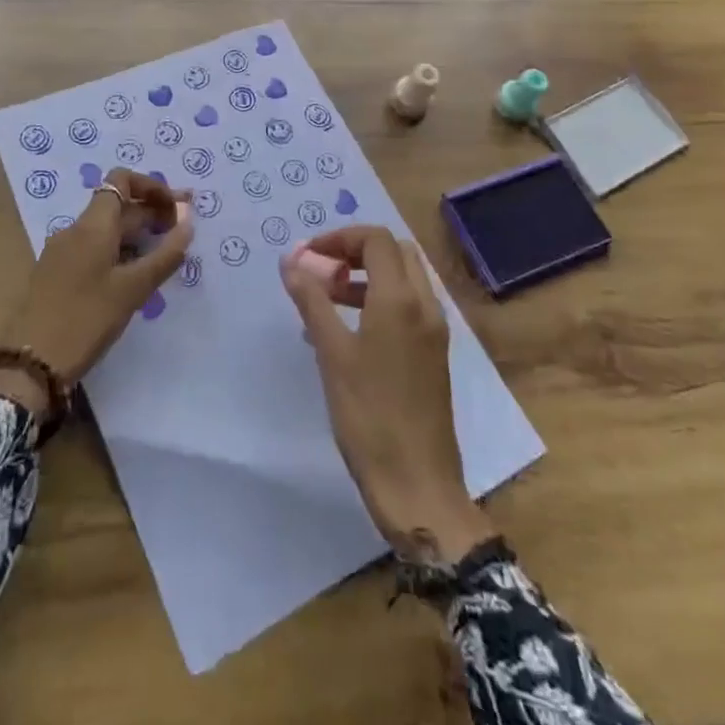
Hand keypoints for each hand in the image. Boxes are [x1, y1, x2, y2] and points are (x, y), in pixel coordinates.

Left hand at [0, 170, 192, 409]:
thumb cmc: (85, 319)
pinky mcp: (58, 274)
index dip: (152, 186)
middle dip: (152, 212)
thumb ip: (165, 255)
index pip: (121, 180)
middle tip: (183, 232)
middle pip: (117, 206)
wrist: (30, 363)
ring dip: (137, 234)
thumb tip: (188, 222)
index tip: (177, 208)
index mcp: (92, 225)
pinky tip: (135, 275)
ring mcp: (63, 252)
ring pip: (106, 230)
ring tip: (165, 255)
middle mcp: (75, 230)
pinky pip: (95, 249)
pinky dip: (120, 251)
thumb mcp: (132, 289)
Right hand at [279, 226, 494, 560]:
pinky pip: (408, 305)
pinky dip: (380, 299)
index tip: (308, 256)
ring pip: (404, 278)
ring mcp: (434, 330)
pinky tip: (347, 330)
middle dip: (356, 251)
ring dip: (367, 275)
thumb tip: (291, 261)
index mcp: (402, 299)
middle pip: (395, 251)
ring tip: (327, 298)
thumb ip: (312, 300)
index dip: (339, 238)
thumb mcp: (332, 354)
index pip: (376, 239)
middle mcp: (425, 305)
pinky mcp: (434, 353)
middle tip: (322, 271)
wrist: (418, 486)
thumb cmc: (370, 416)